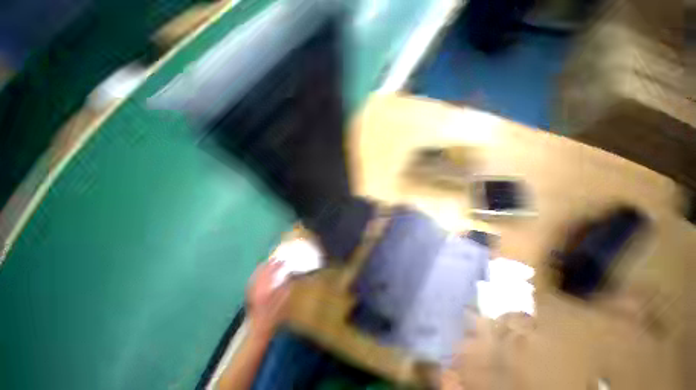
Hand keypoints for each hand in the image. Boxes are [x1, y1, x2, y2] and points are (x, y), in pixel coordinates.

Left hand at [246, 261, 289, 336]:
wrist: (257, 331)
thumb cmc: (272, 320)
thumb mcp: (281, 306)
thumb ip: (284, 291)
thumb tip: (288, 278)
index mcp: (265, 292)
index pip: (270, 275)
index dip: (276, 266)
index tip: (282, 261)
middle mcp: (256, 291)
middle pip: (262, 274)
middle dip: (269, 265)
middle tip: (276, 258)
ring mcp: (252, 294)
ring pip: (255, 277)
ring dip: (261, 268)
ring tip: (267, 262)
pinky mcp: (249, 297)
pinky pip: (251, 282)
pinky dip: (255, 276)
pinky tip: (258, 273)